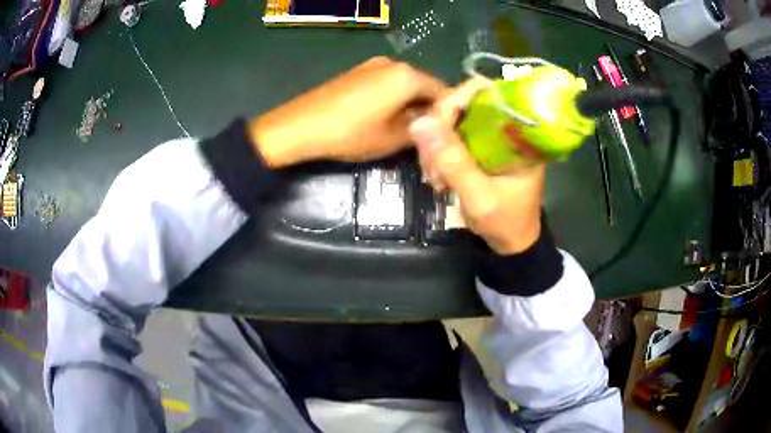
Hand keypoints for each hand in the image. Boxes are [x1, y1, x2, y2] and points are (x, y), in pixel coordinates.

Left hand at [250, 57, 446, 167]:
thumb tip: (434, 124)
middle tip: (427, 135)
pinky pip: (386, 84)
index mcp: (407, 76)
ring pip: (404, 85)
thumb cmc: (351, 133)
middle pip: (423, 86)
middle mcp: (393, 64)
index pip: (443, 91)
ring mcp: (373, 65)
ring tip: (406, 130)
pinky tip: (385, 118)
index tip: (448, 133)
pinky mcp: (357, 72)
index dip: (449, 112)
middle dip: (428, 108)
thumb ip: (422, 129)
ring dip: (410, 104)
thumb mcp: (393, 139)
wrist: (300, 126)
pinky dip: (393, 99)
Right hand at [409, 80, 544, 254]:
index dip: (454, 101)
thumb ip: (453, 162)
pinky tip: (436, 175)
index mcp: (519, 131)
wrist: (513, 244)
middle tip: (430, 164)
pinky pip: (451, 136)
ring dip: (435, 144)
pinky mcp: (479, 146)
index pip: (484, 92)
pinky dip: (438, 153)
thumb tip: (419, 122)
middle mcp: (505, 126)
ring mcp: (490, 136)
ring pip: (452, 120)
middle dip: (439, 129)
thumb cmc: (506, 222)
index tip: (433, 129)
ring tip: (434, 177)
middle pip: (463, 103)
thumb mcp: (480, 197)